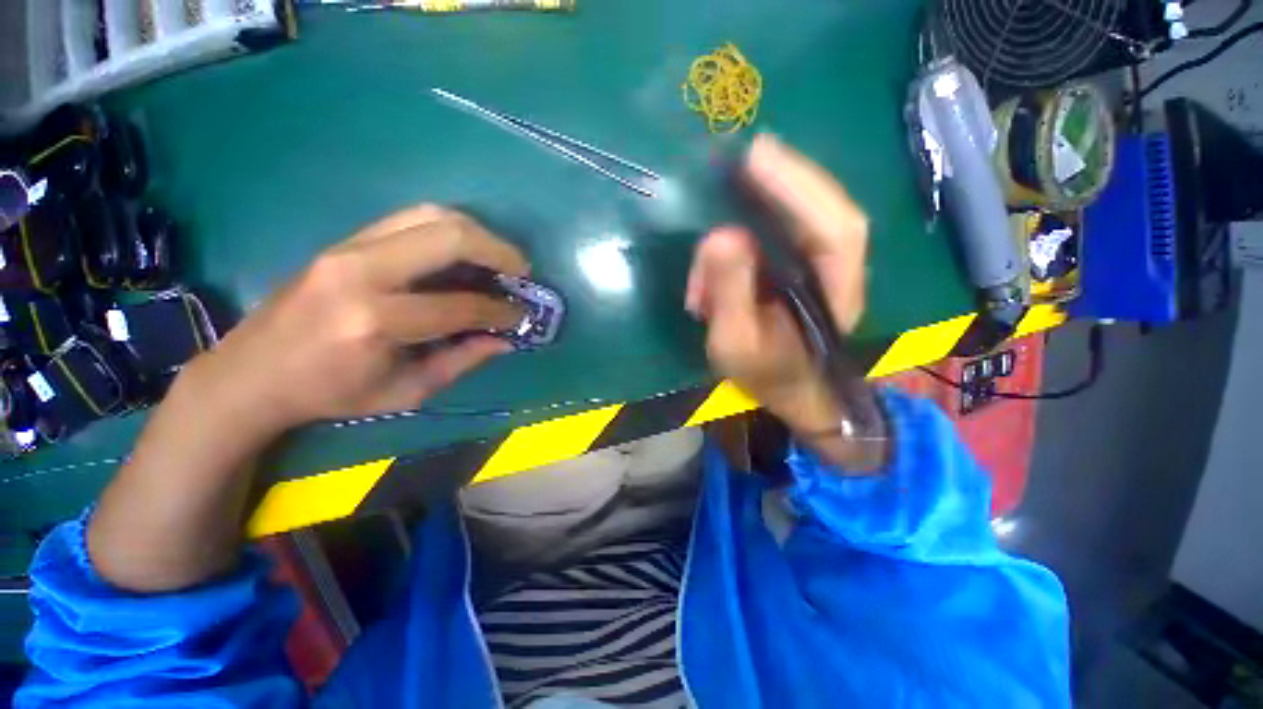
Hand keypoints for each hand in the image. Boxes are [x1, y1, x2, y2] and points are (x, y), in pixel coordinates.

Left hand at [185, 205, 528, 434]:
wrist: (249, 373)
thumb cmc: (330, 394)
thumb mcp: (405, 392)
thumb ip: (462, 360)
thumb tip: (506, 339)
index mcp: (374, 322)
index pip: (460, 305)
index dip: (501, 310)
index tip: (521, 314)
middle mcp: (361, 272)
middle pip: (449, 237)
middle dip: (499, 252)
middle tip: (522, 272)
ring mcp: (348, 248)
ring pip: (432, 215)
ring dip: (478, 234)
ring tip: (500, 258)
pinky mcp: (343, 241)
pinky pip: (411, 220)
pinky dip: (450, 231)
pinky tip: (466, 252)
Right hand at [686, 135, 878, 468]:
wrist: (788, 391)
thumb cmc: (764, 374)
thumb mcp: (736, 343)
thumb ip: (730, 294)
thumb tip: (720, 236)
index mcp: (834, 294)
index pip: (833, 230)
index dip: (798, 188)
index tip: (757, 158)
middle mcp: (838, 271)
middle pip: (827, 211)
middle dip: (790, 177)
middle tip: (749, 153)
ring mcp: (824, 266)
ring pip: (811, 216)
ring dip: (778, 194)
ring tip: (746, 173)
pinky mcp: (804, 267)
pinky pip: (793, 229)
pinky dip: (771, 210)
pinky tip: (750, 200)